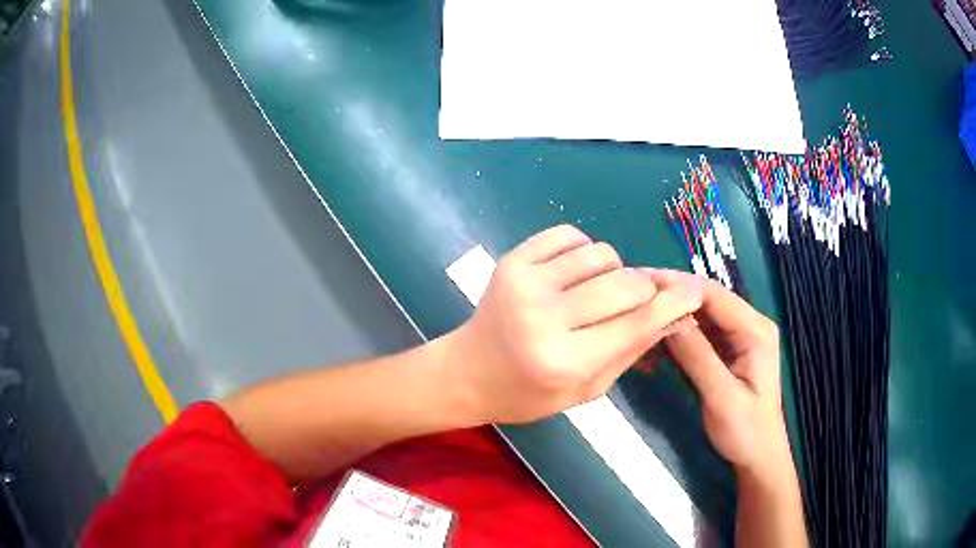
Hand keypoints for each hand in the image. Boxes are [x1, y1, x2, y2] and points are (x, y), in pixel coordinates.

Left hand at [450, 225, 702, 424]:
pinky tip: (573, 275)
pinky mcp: (512, 260)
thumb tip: (675, 315)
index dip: (672, 303)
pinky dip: (583, 251)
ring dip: (613, 271)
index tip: (694, 291)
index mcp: (565, 361)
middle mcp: (545, 317)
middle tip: (638, 301)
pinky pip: (569, 235)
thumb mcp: (586, 390)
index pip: (637, 322)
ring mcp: (525, 282)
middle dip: (645, 289)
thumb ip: (631, 351)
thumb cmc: (528, 394)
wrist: (467, 372)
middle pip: (626, 282)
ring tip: (595, 293)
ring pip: (602, 254)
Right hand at [655, 270, 791, 474]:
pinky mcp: (727, 350)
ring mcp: (738, 337)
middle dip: (670, 298)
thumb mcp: (721, 396)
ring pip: (699, 316)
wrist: (757, 456)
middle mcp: (748, 324)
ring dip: (670, 317)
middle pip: (705, 300)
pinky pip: (698, 334)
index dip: (677, 284)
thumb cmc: (745, 430)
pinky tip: (652, 342)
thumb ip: (697, 356)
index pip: (713, 294)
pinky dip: (676, 336)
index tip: (640, 284)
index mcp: (755, 330)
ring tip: (636, 317)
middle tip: (632, 299)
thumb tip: (667, 317)